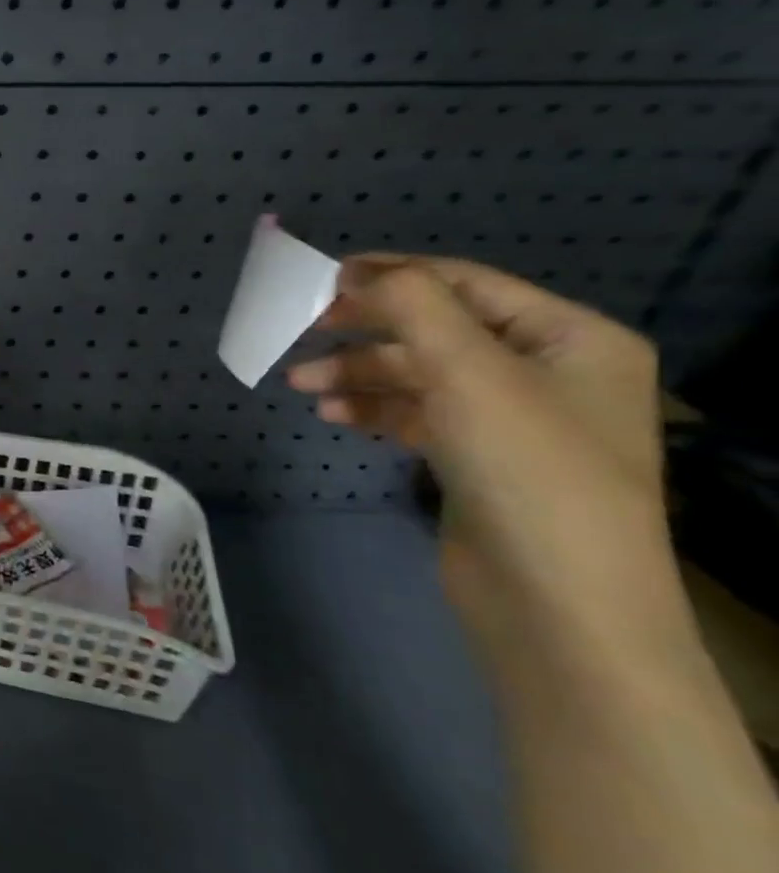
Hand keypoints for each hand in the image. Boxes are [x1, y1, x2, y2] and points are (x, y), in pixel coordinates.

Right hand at [288, 256, 691, 665]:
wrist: (556, 601)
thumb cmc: (525, 468)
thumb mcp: (468, 370)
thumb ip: (412, 306)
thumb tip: (358, 271)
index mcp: (571, 338)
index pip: (466, 284)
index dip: (393, 274)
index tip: (322, 278)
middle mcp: (547, 371)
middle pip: (436, 330)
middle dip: (366, 332)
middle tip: (304, 331)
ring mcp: (512, 418)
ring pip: (419, 374)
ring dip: (359, 374)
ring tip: (301, 384)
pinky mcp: (479, 458)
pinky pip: (416, 414)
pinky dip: (373, 409)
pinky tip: (333, 415)